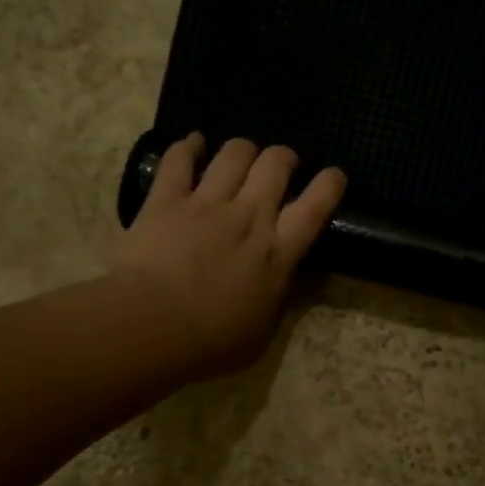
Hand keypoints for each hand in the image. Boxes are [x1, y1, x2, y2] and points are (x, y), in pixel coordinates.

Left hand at [113, 134, 345, 375]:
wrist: (152, 326)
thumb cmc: (211, 342)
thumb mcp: (262, 333)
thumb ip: (275, 301)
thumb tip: (283, 283)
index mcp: (277, 253)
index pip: (314, 208)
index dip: (328, 185)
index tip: (333, 175)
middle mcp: (249, 217)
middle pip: (275, 166)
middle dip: (282, 157)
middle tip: (281, 164)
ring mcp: (206, 204)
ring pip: (234, 154)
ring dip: (243, 150)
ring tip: (241, 154)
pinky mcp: (166, 200)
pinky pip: (179, 159)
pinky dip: (188, 146)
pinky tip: (193, 143)